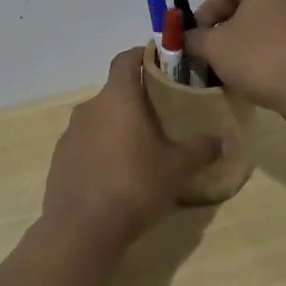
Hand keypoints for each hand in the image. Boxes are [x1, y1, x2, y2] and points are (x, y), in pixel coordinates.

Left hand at [42, 47, 220, 246]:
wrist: (81, 230)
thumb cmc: (133, 186)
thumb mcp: (176, 169)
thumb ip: (201, 149)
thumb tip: (225, 139)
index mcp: (117, 98)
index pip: (125, 59)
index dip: (142, 55)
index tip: (160, 62)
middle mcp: (89, 108)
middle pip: (115, 92)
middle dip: (136, 100)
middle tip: (161, 116)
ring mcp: (70, 134)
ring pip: (99, 119)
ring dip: (118, 126)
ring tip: (140, 149)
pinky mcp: (60, 159)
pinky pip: (86, 144)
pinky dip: (101, 150)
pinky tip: (116, 175)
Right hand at [185, 0, 285, 113]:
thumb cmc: (260, 58)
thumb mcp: (213, 47)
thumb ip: (193, 38)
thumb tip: (187, 39)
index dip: (203, 16)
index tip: (192, 39)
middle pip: (247, 6)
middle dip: (225, 30)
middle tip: (209, 53)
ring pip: (266, 24)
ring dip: (245, 42)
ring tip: (230, 67)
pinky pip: (285, 39)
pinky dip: (268, 51)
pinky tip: (258, 73)